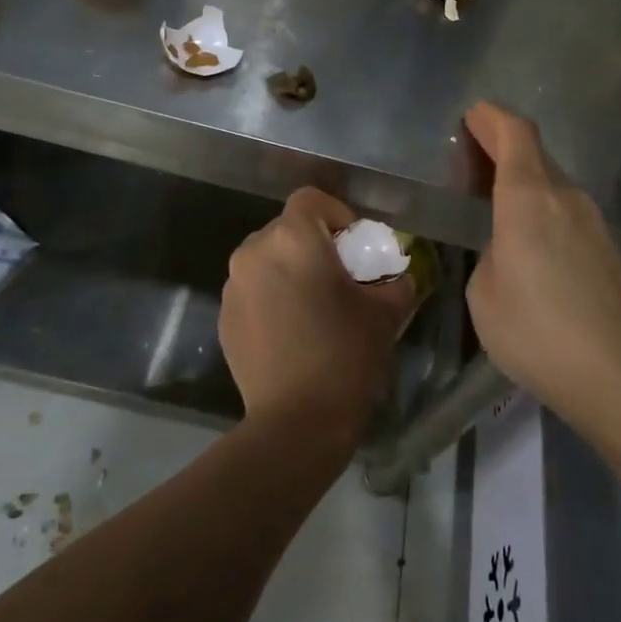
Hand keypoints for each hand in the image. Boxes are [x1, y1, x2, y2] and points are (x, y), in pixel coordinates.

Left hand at [220, 188, 414, 448]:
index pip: (310, 199)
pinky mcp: (224, 316)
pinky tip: (291, 331)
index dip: (336, 213)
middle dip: (314, 244)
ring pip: (267, 258)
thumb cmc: (345, 356)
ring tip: (313, 306)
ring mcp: (234, 285)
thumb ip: (395, 281)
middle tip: (339, 277)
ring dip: (290, 270)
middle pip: (286, 228)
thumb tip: (396, 275)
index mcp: (294, 239)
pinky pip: (252, 289)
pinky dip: (271, 296)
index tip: (353, 246)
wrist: (296, 422)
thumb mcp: (386, 313)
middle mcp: (255, 251)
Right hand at [464, 102, 620, 431]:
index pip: (516, 133)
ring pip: (553, 182)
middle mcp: (566, 197)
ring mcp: (594, 222)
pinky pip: (566, 209)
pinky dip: (542, 205)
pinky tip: (529, 236)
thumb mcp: (484, 293)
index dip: (492, 118)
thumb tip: (506, 247)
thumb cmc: (536, 331)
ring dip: (524, 178)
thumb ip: (489, 254)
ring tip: (495, 198)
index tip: (472, 115)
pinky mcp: (608, 248)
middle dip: (503, 146)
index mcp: (529, 197)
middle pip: (535, 153)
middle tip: (472, 157)